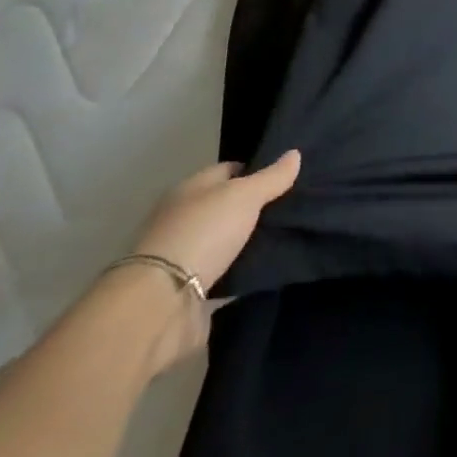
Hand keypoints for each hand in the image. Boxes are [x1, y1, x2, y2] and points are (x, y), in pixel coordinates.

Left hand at [116, 150, 300, 371]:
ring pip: (226, 240)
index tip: (286, 179)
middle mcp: (184, 219)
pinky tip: (268, 266)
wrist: (162, 303)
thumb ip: (272, 177)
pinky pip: (225, 272)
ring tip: (288, 237)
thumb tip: (295, 153)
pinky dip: (242, 270)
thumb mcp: (245, 195)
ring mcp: (185, 255)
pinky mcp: (190, 290)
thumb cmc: (203, 233)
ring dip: (249, 241)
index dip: (256, 171)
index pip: (228, 170)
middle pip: (227, 206)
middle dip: (256, 208)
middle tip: (292, 208)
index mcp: (190, 190)